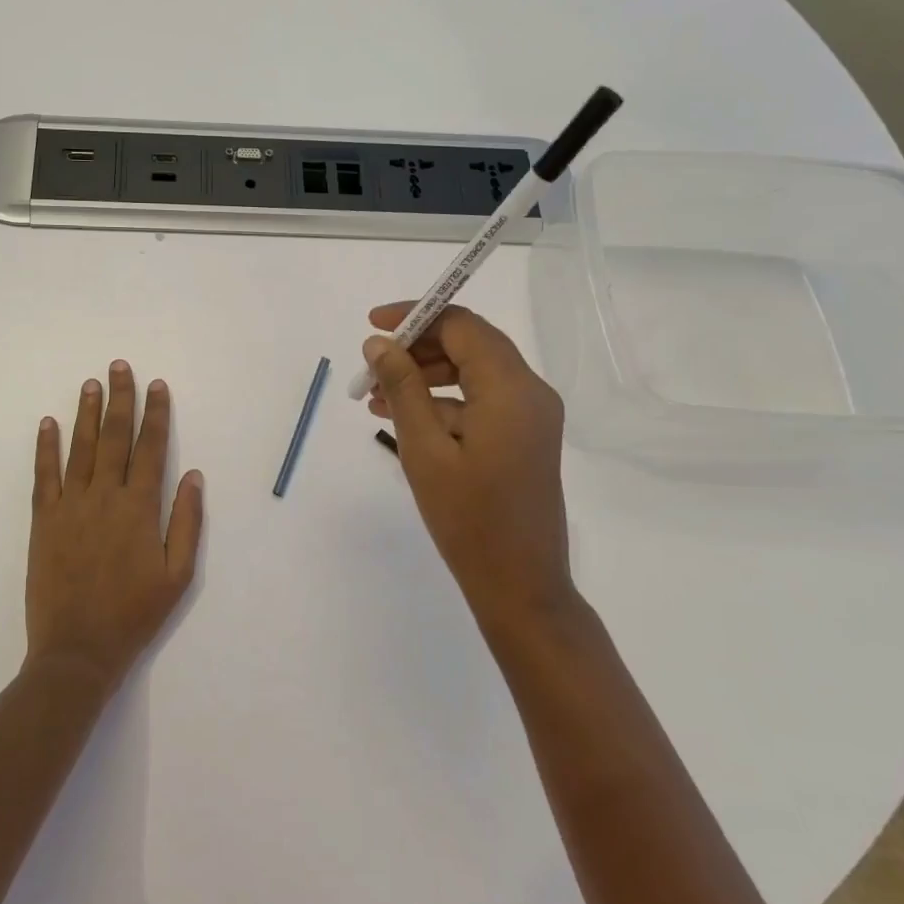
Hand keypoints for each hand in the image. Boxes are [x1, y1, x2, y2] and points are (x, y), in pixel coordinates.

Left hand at [27, 360, 204, 690]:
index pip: (151, 448)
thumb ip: (186, 522)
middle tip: (119, 366)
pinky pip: (44, 475)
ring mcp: (70, 506)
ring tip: (90, 383)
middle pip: (114, 437)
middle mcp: (105, 497)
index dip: (155, 414)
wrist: (77, 650)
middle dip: (119, 399)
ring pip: (80, 448)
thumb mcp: (177, 575)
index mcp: (140, 508)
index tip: (157, 386)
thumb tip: (193, 475)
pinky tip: (48, 424)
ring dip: (86, 413)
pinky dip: (46, 447)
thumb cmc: (134, 614)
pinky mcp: (43, 521)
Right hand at [364, 304, 575, 637]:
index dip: (416, 316)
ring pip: (474, 371)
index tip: (372, 325)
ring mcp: (532, 415)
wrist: (520, 586)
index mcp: (511, 388)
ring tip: (376, 395)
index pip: (462, 325)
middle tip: (371, 364)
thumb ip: (402, 388)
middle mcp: (530, 391)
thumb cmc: (468, 520)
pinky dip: (444, 400)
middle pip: (471, 343)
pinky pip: (482, 400)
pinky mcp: (525, 436)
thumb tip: (378, 343)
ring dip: (427, 374)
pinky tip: (403, 418)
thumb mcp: (423, 450)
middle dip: (418, 347)